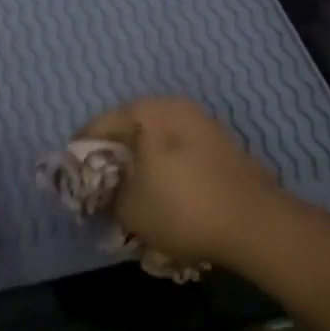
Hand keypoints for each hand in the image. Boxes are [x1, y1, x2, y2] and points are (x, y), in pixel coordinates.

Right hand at [78, 97, 284, 265]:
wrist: (257, 224)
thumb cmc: (182, 208)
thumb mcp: (129, 207)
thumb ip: (105, 191)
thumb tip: (102, 186)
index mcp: (145, 112)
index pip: (98, 126)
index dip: (80, 153)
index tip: (72, 177)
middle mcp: (173, 106)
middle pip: (129, 128)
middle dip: (114, 155)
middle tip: (101, 184)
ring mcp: (202, 122)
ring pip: (157, 139)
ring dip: (142, 161)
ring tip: (134, 191)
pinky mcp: (223, 143)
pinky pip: (181, 150)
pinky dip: (167, 167)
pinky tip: (166, 193)